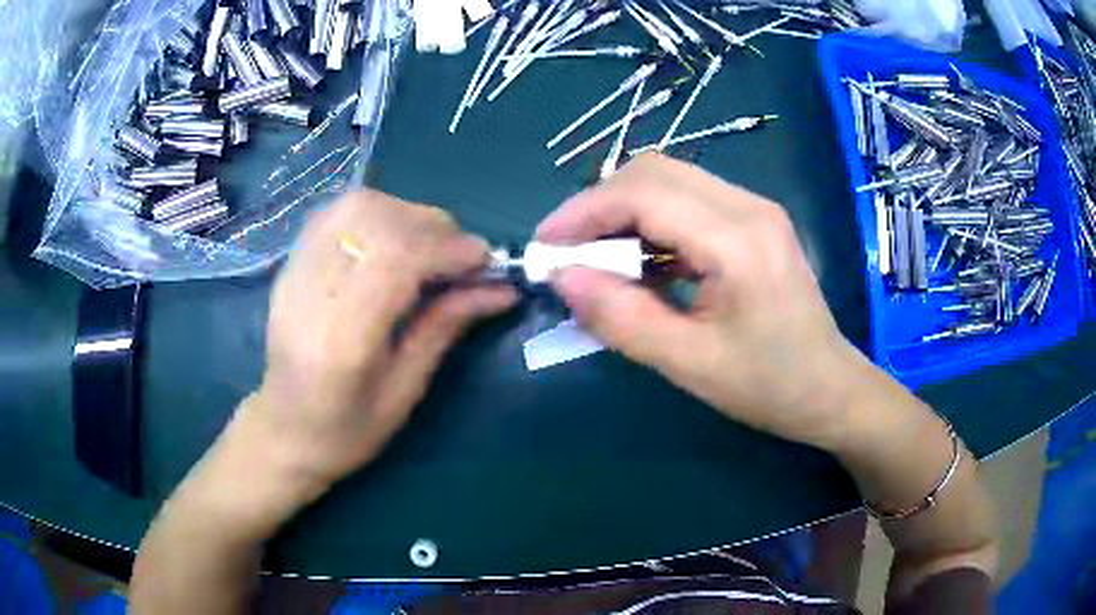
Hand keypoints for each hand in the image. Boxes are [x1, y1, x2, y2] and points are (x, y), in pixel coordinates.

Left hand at [240, 190, 516, 488]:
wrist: (283, 429)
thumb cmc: (347, 430)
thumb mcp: (405, 391)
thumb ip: (446, 327)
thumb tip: (501, 289)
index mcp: (341, 339)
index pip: (394, 259)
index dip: (447, 248)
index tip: (484, 261)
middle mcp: (311, 292)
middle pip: (375, 220)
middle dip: (433, 227)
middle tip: (461, 257)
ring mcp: (294, 271)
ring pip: (355, 206)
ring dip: (406, 215)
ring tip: (429, 247)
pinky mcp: (291, 263)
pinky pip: (336, 212)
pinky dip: (377, 214)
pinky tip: (392, 240)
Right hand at [536, 154, 872, 447]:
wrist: (831, 389)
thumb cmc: (769, 386)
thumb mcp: (690, 364)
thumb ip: (623, 319)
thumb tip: (565, 279)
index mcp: (739, 240)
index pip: (645, 194)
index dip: (585, 211)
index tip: (546, 244)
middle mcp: (749, 208)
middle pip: (655, 172)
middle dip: (599, 204)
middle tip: (568, 250)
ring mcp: (755, 210)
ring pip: (670, 181)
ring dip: (623, 210)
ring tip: (596, 257)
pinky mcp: (754, 222)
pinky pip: (689, 202)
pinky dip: (651, 222)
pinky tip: (639, 260)